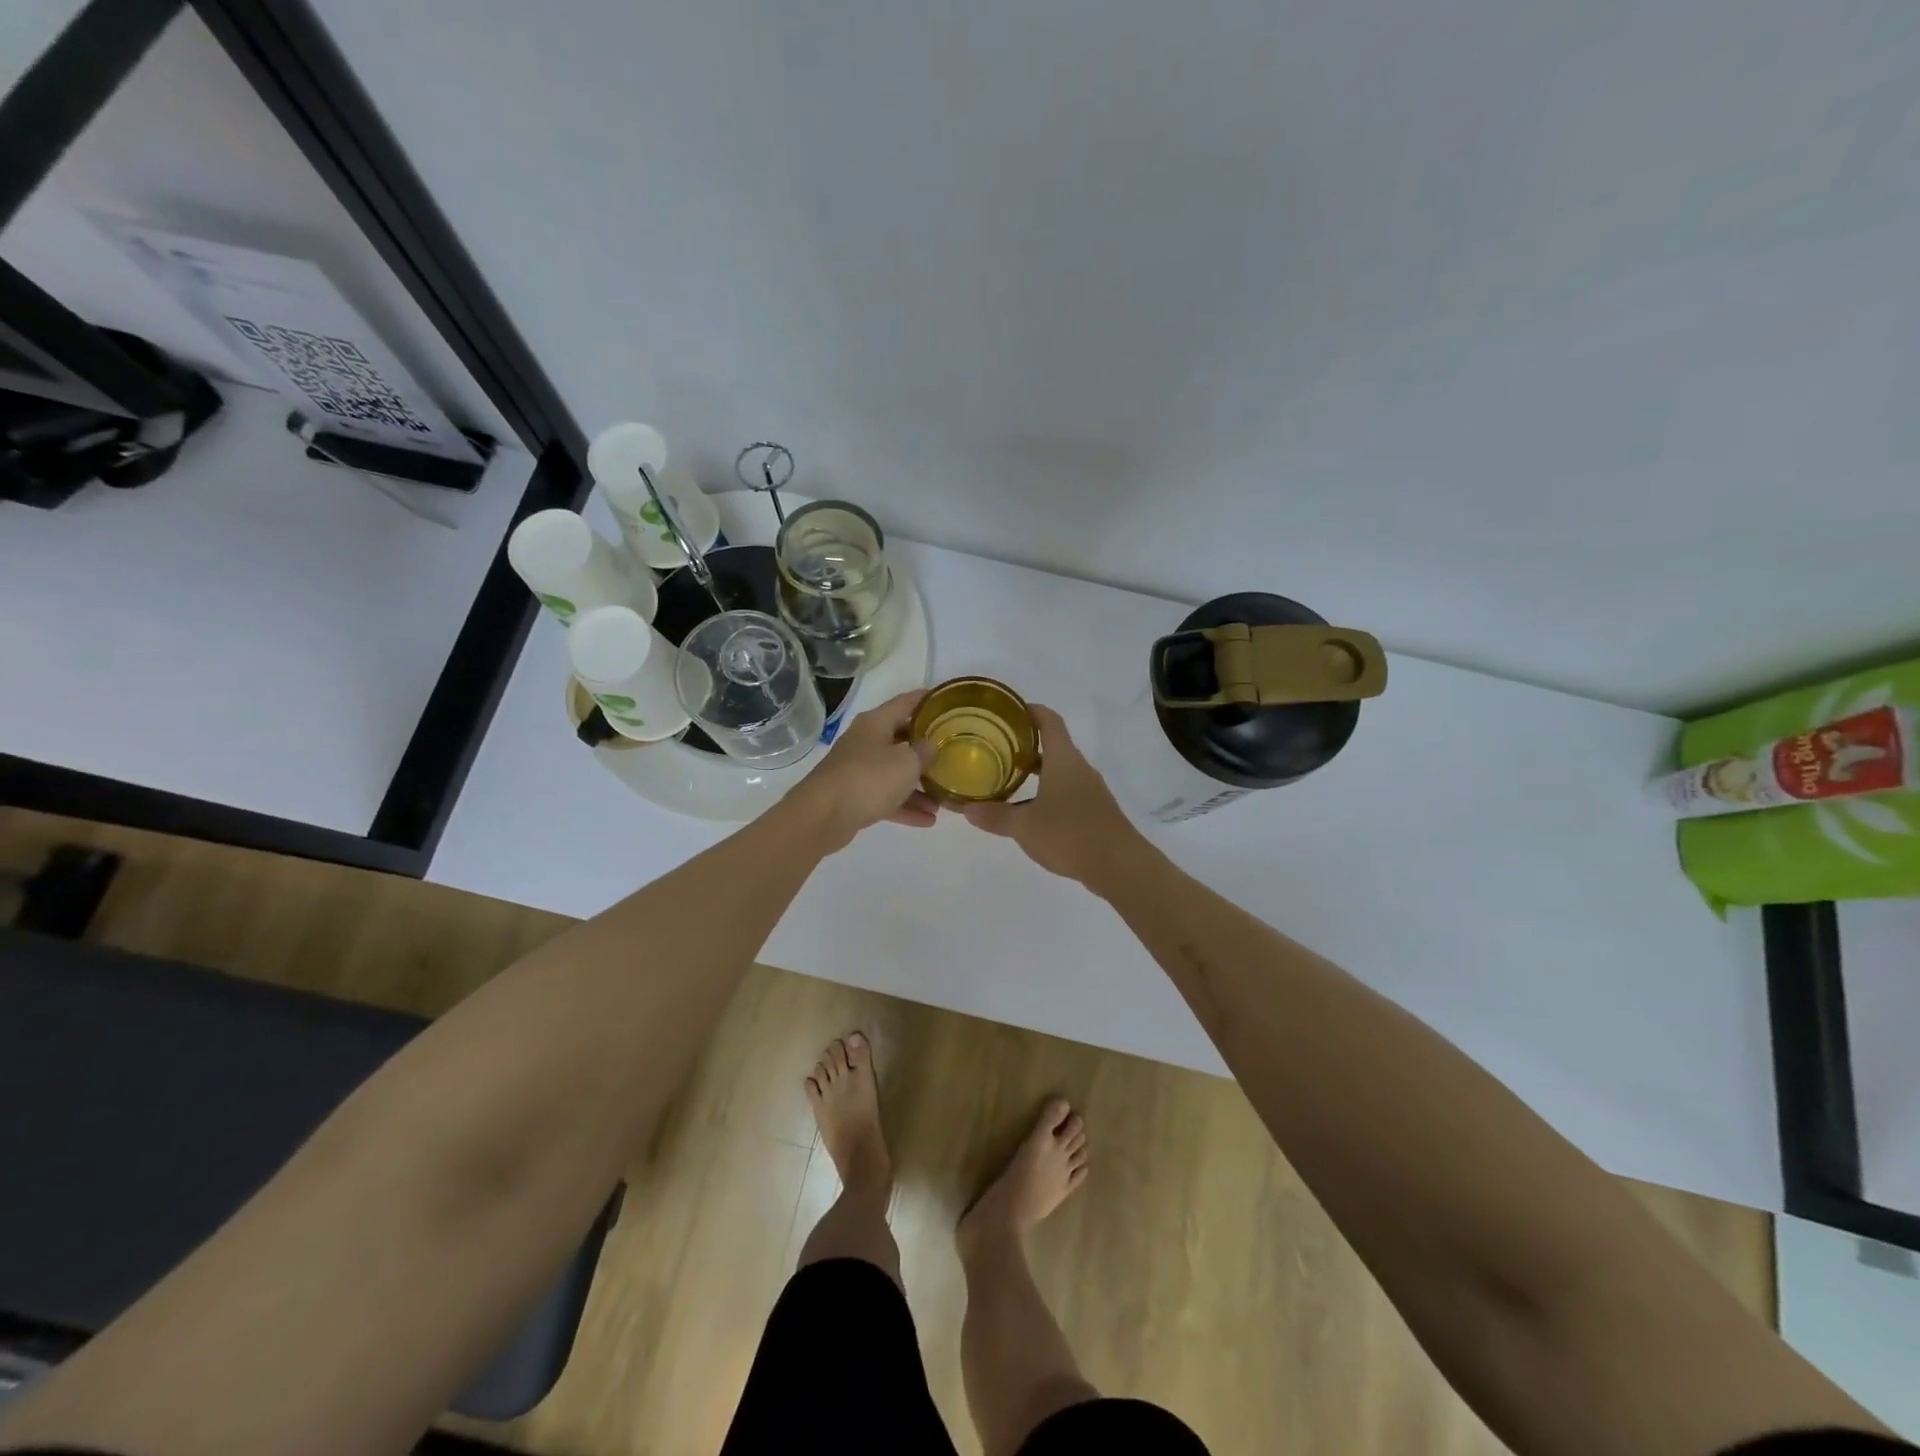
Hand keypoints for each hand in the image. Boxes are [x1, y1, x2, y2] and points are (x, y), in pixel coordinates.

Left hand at [785, 690, 938, 849]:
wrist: (822, 816)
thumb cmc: (869, 779)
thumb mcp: (906, 762)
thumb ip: (924, 752)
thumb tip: (930, 745)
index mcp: (876, 723)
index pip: (906, 702)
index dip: (927, 700)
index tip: (948, 701)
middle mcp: (866, 741)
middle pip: (902, 739)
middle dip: (927, 750)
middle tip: (953, 755)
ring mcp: (858, 770)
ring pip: (895, 773)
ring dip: (919, 786)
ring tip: (943, 802)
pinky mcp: (854, 796)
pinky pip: (886, 797)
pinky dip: (906, 806)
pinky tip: (928, 820)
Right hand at [961, 704, 1142, 884]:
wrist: (1120, 866)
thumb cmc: (1070, 834)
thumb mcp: (1024, 826)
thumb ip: (995, 816)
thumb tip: (966, 809)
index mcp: (1063, 760)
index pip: (1049, 721)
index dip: (1031, 710)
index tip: (1009, 709)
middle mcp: (1079, 768)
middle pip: (1054, 746)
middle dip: (1026, 745)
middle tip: (997, 748)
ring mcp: (1091, 791)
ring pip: (1060, 771)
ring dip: (1037, 772)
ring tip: (1009, 779)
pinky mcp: (1096, 812)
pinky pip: (1068, 792)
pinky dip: (1048, 793)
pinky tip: (1032, 812)